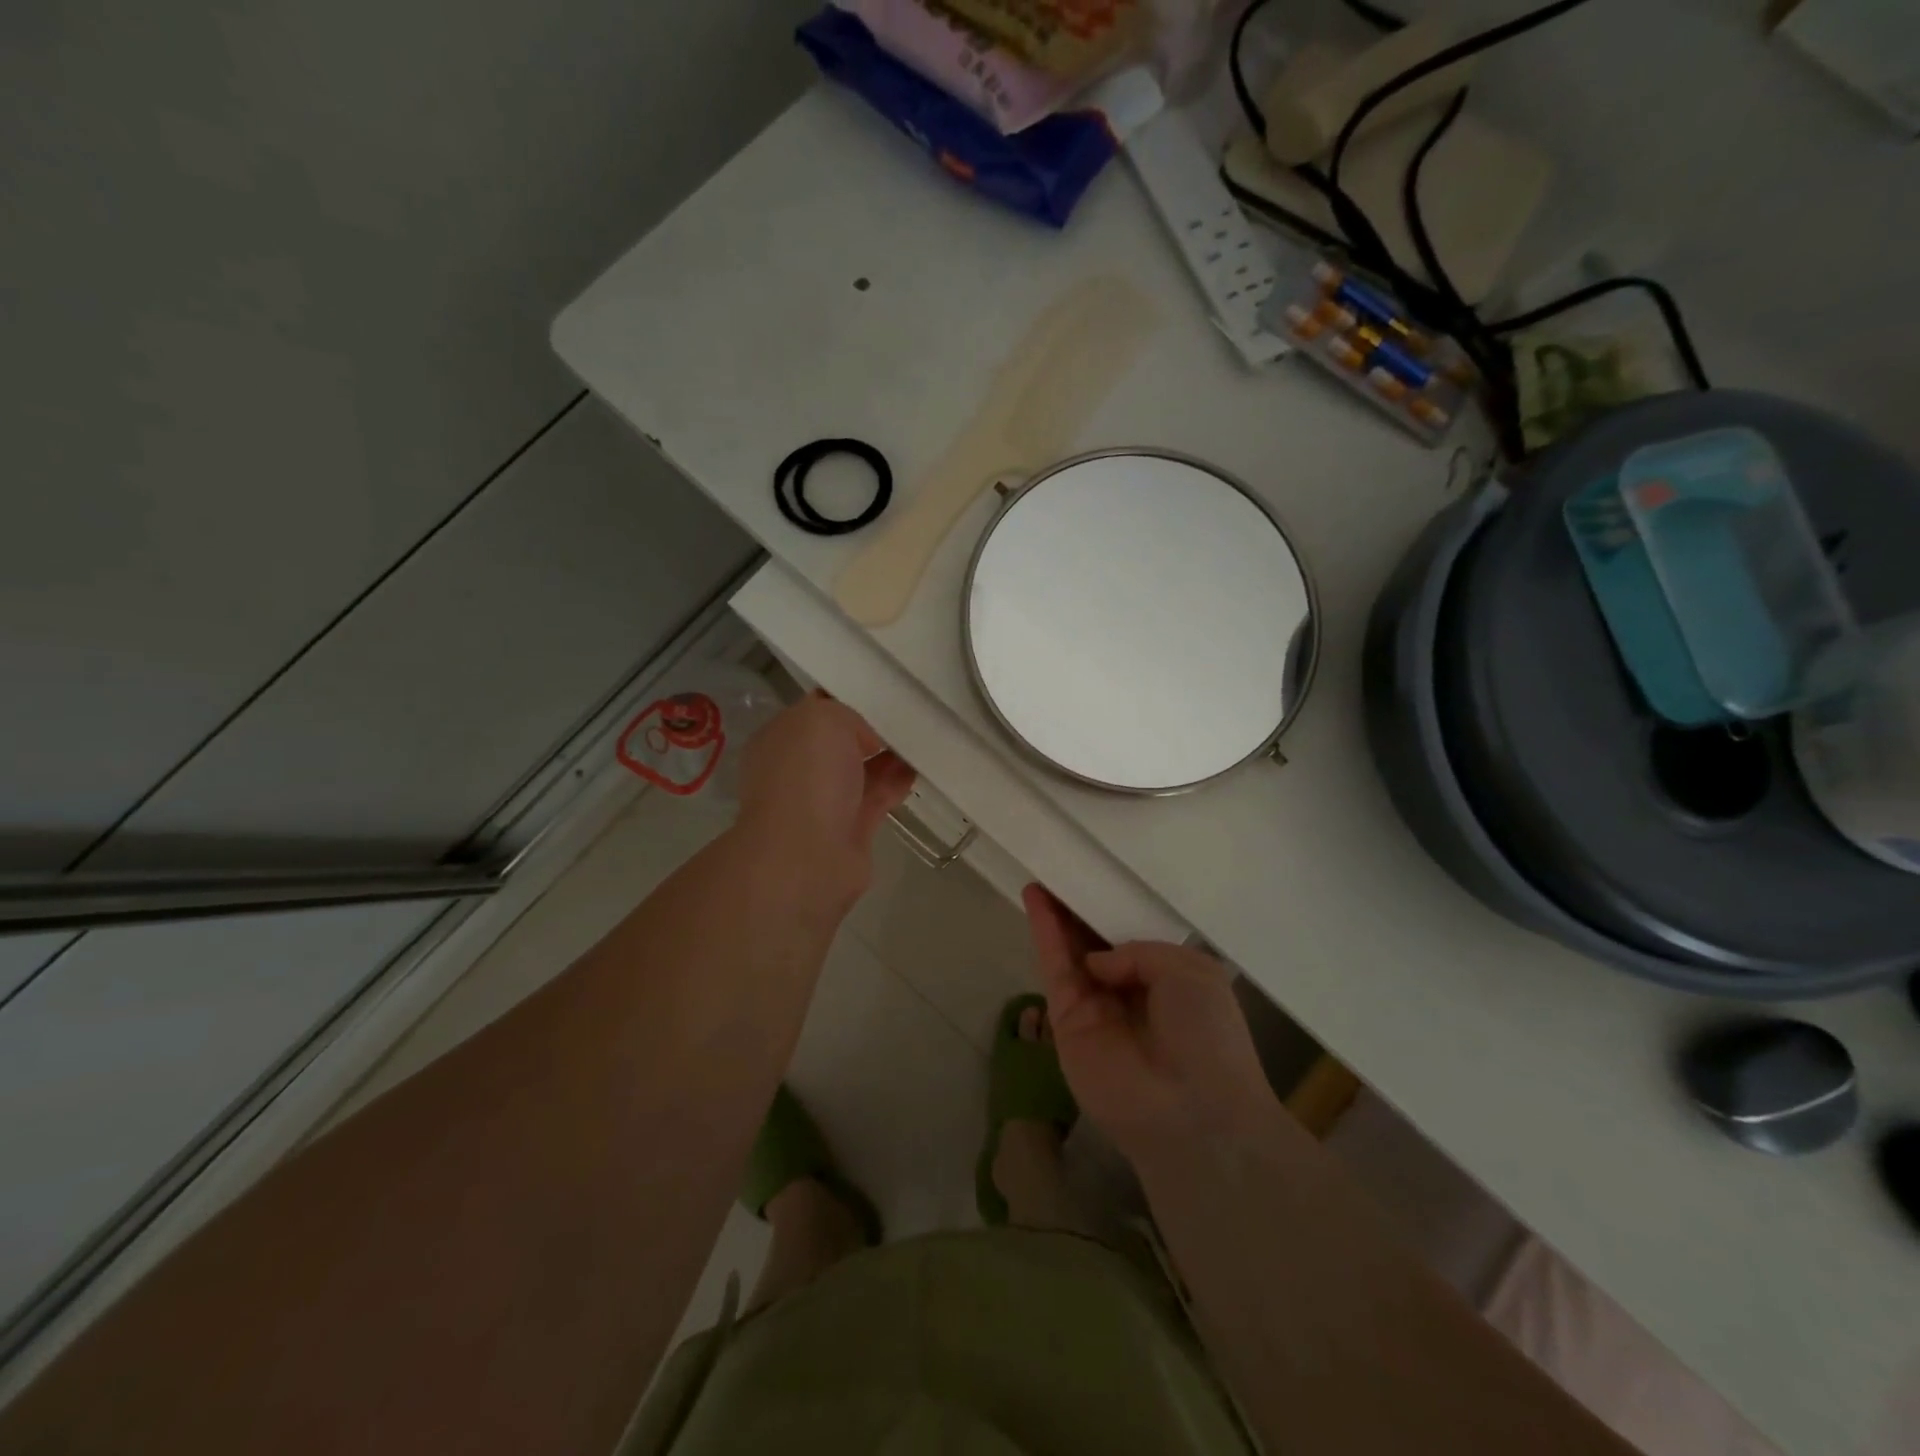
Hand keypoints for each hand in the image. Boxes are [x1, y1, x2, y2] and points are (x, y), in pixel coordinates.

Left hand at [736, 694, 915, 912]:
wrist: (807, 856)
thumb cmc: (807, 777)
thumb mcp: (823, 719)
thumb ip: (845, 715)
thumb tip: (865, 739)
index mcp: (780, 739)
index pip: (813, 710)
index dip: (844, 699)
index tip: (879, 691)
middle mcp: (797, 769)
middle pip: (838, 742)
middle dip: (869, 729)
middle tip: (906, 711)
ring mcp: (823, 801)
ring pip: (860, 770)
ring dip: (888, 756)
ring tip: (921, 737)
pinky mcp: (850, 828)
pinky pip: (877, 796)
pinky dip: (897, 782)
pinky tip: (920, 767)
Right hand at [1023, 886, 1277, 1165]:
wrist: (1192, 1112)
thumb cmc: (1207, 1037)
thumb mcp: (1191, 972)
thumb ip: (1141, 951)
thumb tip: (1098, 963)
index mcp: (1167, 980)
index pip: (1132, 938)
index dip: (1113, 910)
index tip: (1096, 878)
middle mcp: (1129, 991)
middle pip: (1095, 940)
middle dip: (1080, 907)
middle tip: (1062, 869)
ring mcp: (1095, 1006)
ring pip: (1070, 949)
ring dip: (1056, 912)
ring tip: (1042, 872)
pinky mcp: (1067, 1020)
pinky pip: (1054, 967)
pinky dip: (1044, 931)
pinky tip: (1035, 897)